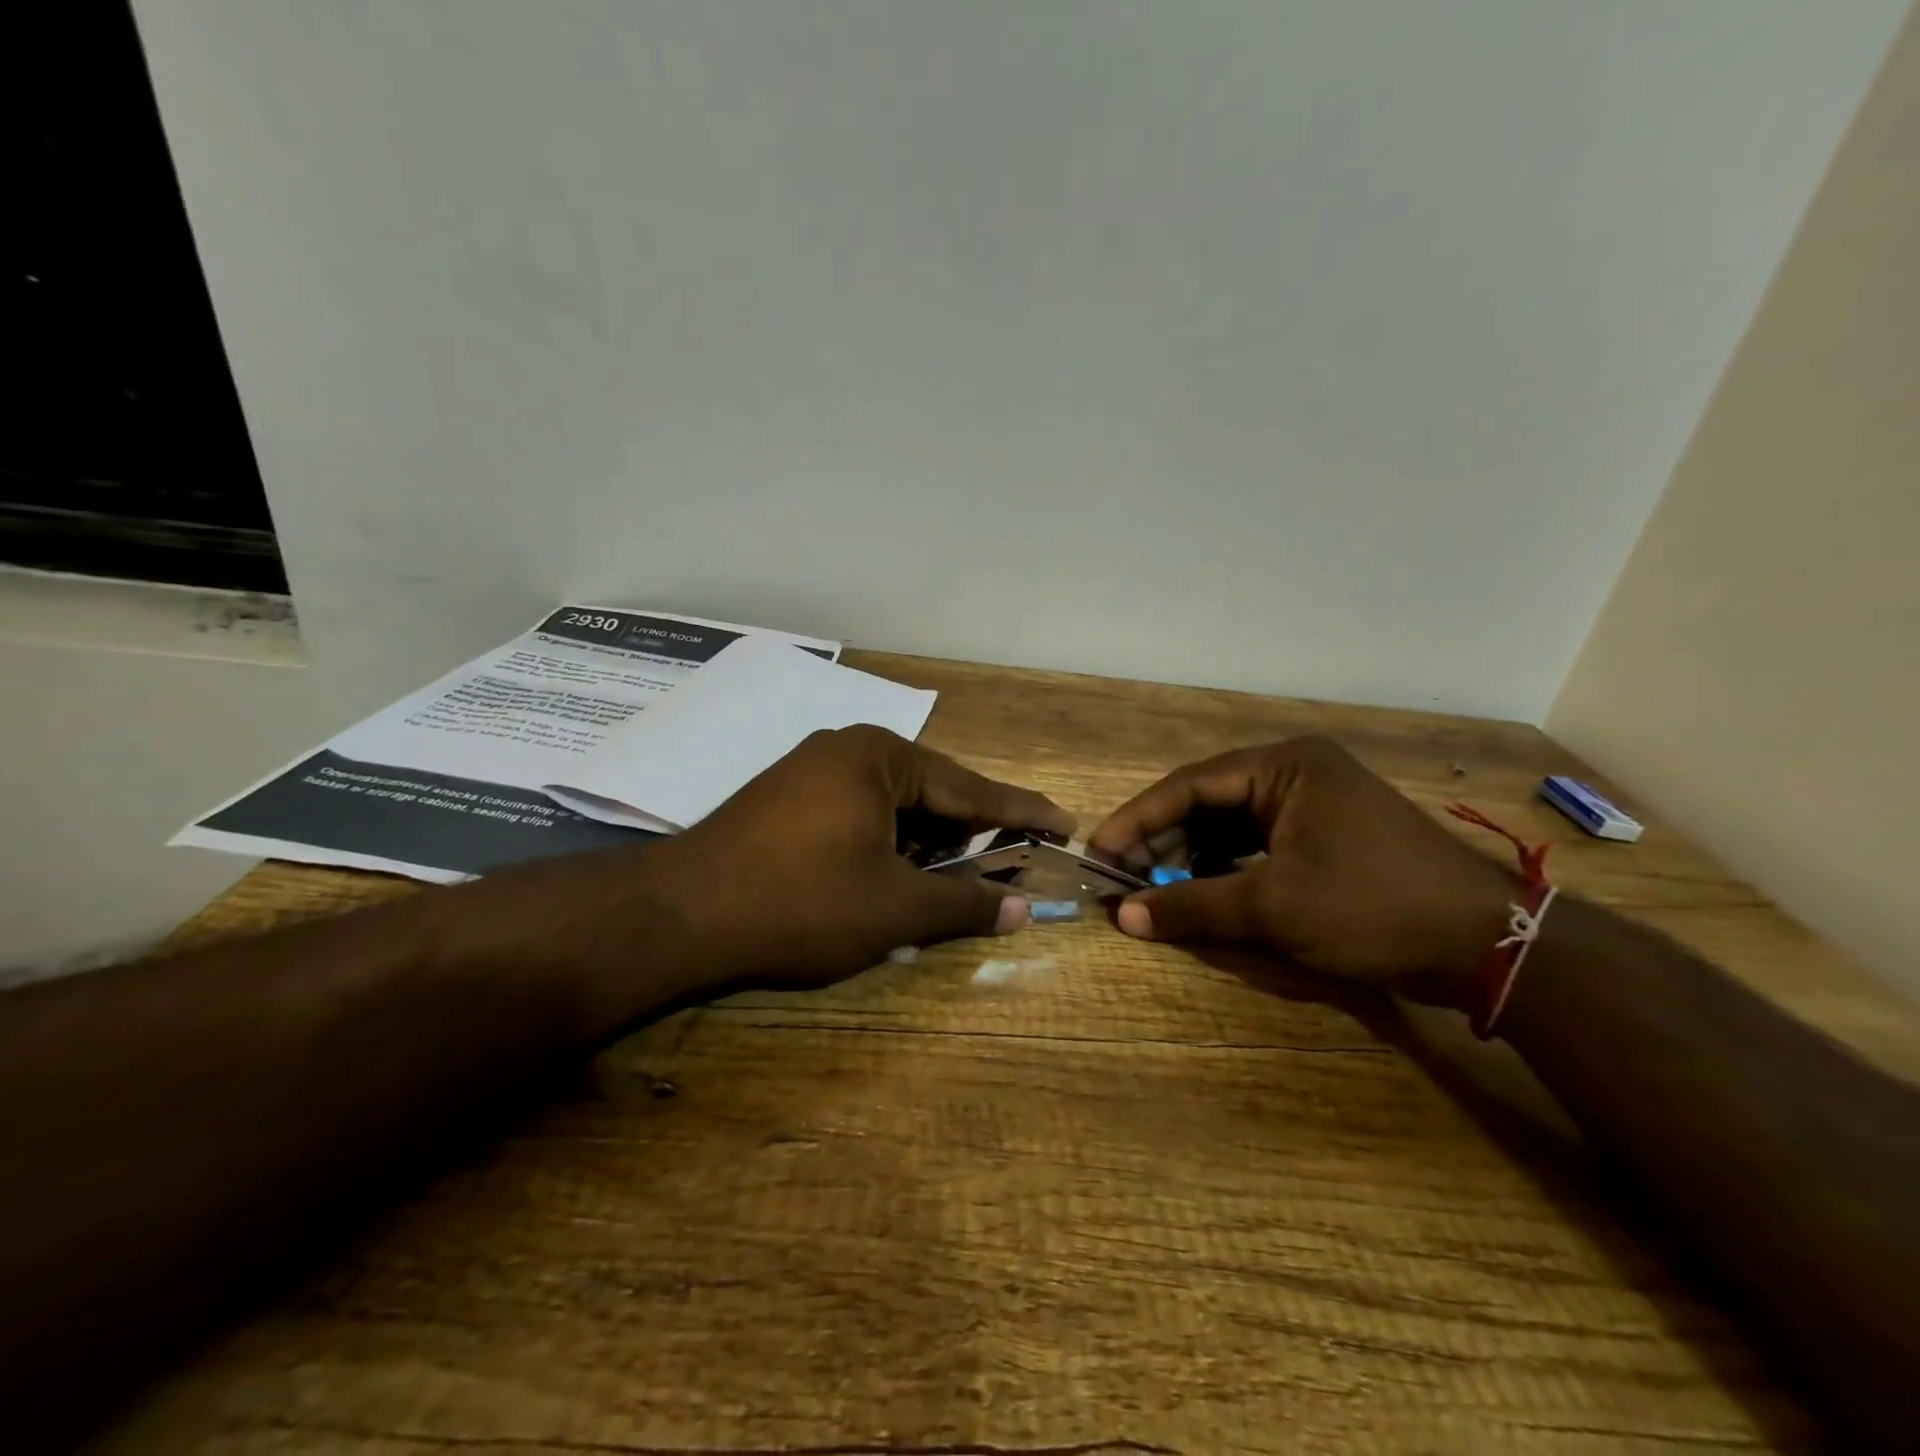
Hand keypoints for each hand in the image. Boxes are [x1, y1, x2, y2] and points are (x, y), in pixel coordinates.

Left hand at [644, 725, 1071, 988]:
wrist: (680, 913)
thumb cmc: (801, 902)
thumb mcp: (894, 908)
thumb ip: (963, 904)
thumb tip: (1023, 910)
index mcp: (882, 758)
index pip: (972, 787)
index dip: (1023, 812)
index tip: (1065, 824)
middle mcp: (850, 749)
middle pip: (934, 792)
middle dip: (974, 830)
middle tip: (1018, 858)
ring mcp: (813, 770)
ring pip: (896, 805)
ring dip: (930, 841)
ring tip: (962, 875)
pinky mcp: (788, 797)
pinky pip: (861, 812)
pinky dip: (889, 842)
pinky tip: (898, 873)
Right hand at [1088, 736, 1517, 1007]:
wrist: (1490, 945)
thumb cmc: (1373, 907)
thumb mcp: (1273, 906)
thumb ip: (1193, 906)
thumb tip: (1123, 920)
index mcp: (1284, 765)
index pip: (1189, 786)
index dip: (1137, 820)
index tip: (1100, 853)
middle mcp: (1295, 772)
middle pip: (1206, 802)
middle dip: (1161, 841)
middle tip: (1121, 877)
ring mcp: (1313, 803)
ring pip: (1229, 825)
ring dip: (1189, 857)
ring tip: (1151, 888)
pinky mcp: (1325, 835)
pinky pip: (1256, 843)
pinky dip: (1224, 867)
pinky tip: (1199, 892)